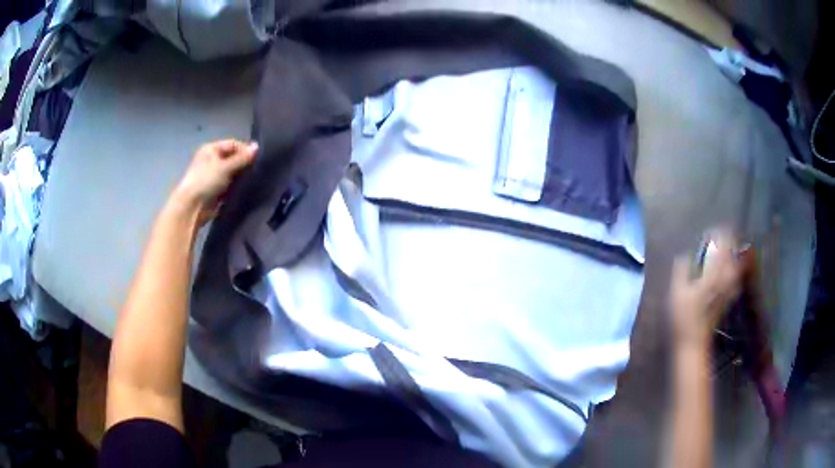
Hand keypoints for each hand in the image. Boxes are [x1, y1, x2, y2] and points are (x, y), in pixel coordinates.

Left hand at [172, 139, 257, 224]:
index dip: (245, 150)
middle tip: (256, 171)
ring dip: (241, 177)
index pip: (233, 144)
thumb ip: (242, 158)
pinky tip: (245, 189)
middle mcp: (212, 160)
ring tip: (253, 180)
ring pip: (232, 173)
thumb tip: (257, 147)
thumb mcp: (225, 167)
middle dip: (244, 164)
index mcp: (211, 149)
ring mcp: (213, 176)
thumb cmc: (206, 181)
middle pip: (233, 158)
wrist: (192, 207)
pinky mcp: (216, 190)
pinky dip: (237, 187)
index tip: (257, 159)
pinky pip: (230, 185)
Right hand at [670, 230, 743, 349]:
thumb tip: (684, 256)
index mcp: (712, 275)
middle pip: (732, 255)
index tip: (714, 229)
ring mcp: (727, 291)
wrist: (693, 341)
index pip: (721, 248)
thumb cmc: (683, 317)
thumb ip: (681, 271)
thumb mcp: (676, 292)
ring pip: (736, 267)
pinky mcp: (727, 300)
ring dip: (734, 256)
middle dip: (730, 242)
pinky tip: (733, 271)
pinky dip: (736, 271)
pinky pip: (736, 280)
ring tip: (730, 249)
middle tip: (724, 235)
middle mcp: (723, 280)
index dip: (720, 235)